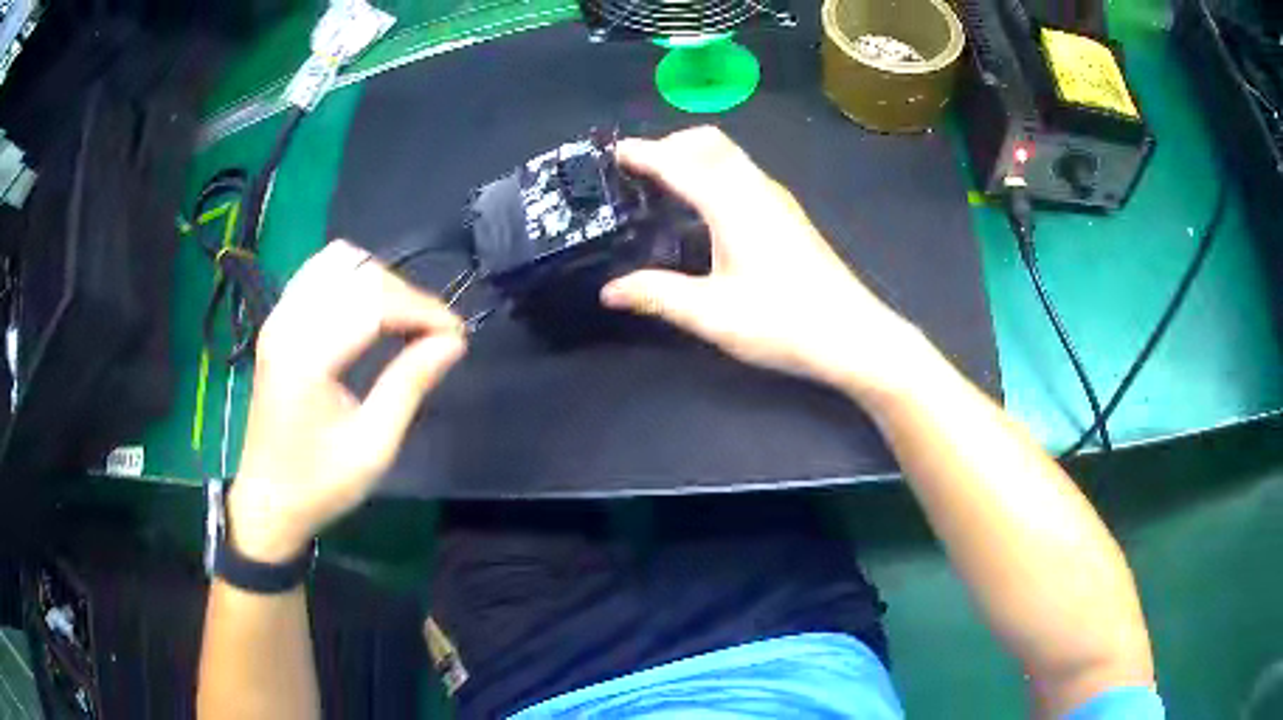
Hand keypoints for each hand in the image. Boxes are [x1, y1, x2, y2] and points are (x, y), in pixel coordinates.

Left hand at [229, 241, 465, 561]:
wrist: (268, 499)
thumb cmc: (320, 484)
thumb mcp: (373, 447)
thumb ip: (410, 385)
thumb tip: (453, 342)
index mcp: (307, 358)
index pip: (374, 301)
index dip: (423, 310)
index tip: (456, 336)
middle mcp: (288, 324)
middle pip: (359, 272)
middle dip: (405, 295)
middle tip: (433, 334)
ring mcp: (279, 317)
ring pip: (338, 259)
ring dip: (378, 280)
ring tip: (401, 319)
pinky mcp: (278, 321)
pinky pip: (319, 271)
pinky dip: (352, 279)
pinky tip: (368, 312)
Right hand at [602, 127, 928, 397]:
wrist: (852, 335)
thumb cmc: (782, 322)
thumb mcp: (711, 314)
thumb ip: (657, 295)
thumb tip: (609, 291)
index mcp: (731, 203)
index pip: (678, 163)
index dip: (643, 154)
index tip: (613, 153)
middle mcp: (756, 188)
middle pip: (709, 142)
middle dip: (671, 143)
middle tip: (639, 169)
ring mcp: (778, 200)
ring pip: (731, 155)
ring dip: (695, 156)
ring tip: (666, 184)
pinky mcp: (790, 215)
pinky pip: (744, 173)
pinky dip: (715, 171)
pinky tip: (707, 209)